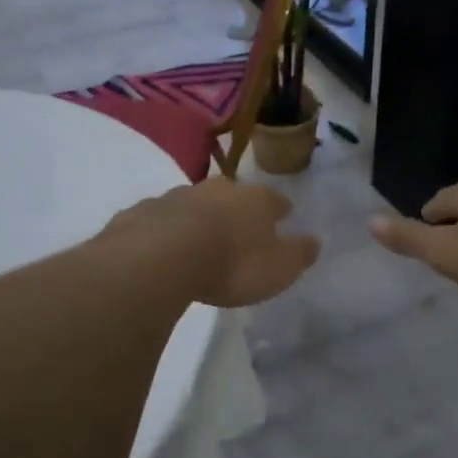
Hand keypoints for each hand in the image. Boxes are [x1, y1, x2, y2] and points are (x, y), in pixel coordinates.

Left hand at [104, 178, 319, 308]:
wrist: (161, 257)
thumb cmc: (232, 263)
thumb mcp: (278, 268)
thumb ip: (298, 254)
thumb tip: (315, 241)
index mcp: (255, 199)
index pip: (275, 200)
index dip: (280, 210)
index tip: (284, 216)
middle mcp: (217, 189)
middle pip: (233, 195)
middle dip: (237, 209)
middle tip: (239, 227)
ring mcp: (177, 196)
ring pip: (195, 203)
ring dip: (200, 217)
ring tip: (200, 239)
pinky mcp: (143, 212)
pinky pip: (160, 219)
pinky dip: (166, 230)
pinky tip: (163, 247)